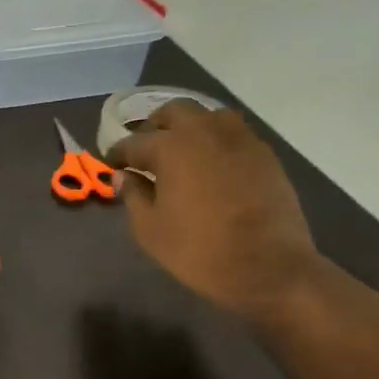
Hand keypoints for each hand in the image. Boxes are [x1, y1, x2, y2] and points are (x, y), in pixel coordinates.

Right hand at [106, 100, 319, 317]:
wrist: (267, 266)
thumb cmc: (198, 250)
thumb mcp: (151, 230)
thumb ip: (134, 196)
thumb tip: (123, 176)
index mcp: (171, 148)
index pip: (134, 143)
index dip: (118, 154)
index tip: (110, 163)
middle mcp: (205, 131)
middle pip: (174, 112)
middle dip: (155, 126)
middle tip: (146, 149)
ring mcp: (240, 139)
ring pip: (208, 116)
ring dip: (190, 127)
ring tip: (181, 152)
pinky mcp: (264, 154)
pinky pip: (233, 134)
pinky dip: (216, 141)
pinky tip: (212, 165)